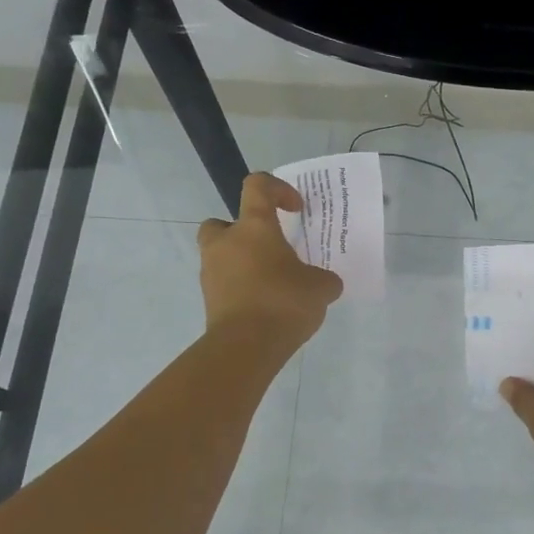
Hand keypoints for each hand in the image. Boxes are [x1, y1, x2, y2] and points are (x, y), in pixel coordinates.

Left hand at [198, 174, 343, 353]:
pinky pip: (225, 284)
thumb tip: (323, 282)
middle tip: (269, 249)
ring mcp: (211, 271)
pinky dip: (241, 289)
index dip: (278, 189)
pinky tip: (265, 307)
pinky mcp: (209, 300)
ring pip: (223, 255)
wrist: (245, 346)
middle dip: (244, 232)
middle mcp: (226, 242)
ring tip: (272, 284)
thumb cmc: (284, 302)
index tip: (296, 209)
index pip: (258, 186)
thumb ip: (324, 278)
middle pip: (224, 222)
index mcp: (254, 227)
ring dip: (243, 263)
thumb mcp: (322, 287)